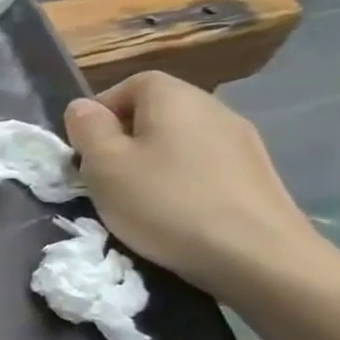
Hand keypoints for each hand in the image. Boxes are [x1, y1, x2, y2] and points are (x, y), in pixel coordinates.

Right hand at [63, 72, 320, 298]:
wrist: (257, 256)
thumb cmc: (165, 202)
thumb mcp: (104, 165)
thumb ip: (87, 129)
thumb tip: (83, 108)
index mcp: (175, 97)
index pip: (131, 84)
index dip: (101, 111)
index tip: (84, 147)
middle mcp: (214, 108)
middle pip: (157, 112)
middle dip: (125, 139)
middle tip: (104, 176)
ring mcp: (243, 142)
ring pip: (181, 141)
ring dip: (153, 162)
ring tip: (138, 199)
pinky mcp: (256, 176)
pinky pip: (204, 166)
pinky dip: (183, 182)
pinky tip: (176, 214)